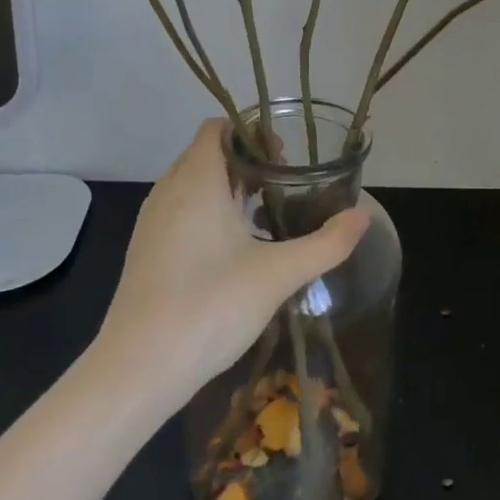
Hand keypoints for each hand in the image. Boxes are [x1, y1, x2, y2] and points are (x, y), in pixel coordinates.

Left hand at [96, 120, 368, 409]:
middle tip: (283, 185)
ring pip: (191, 184)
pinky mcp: (144, 252)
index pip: (217, 128)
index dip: (251, 132)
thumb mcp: (278, 275)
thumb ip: (326, 244)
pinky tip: (231, 250)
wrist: (136, 371)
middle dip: (245, 160)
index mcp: (196, 180)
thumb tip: (363, 216)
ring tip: (262, 215)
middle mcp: (168, 190)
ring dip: (226, 187)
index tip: (284, 157)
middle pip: (207, 153)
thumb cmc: (209, 306)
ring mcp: (151, 222)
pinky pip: (180, 211)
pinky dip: (207, 213)